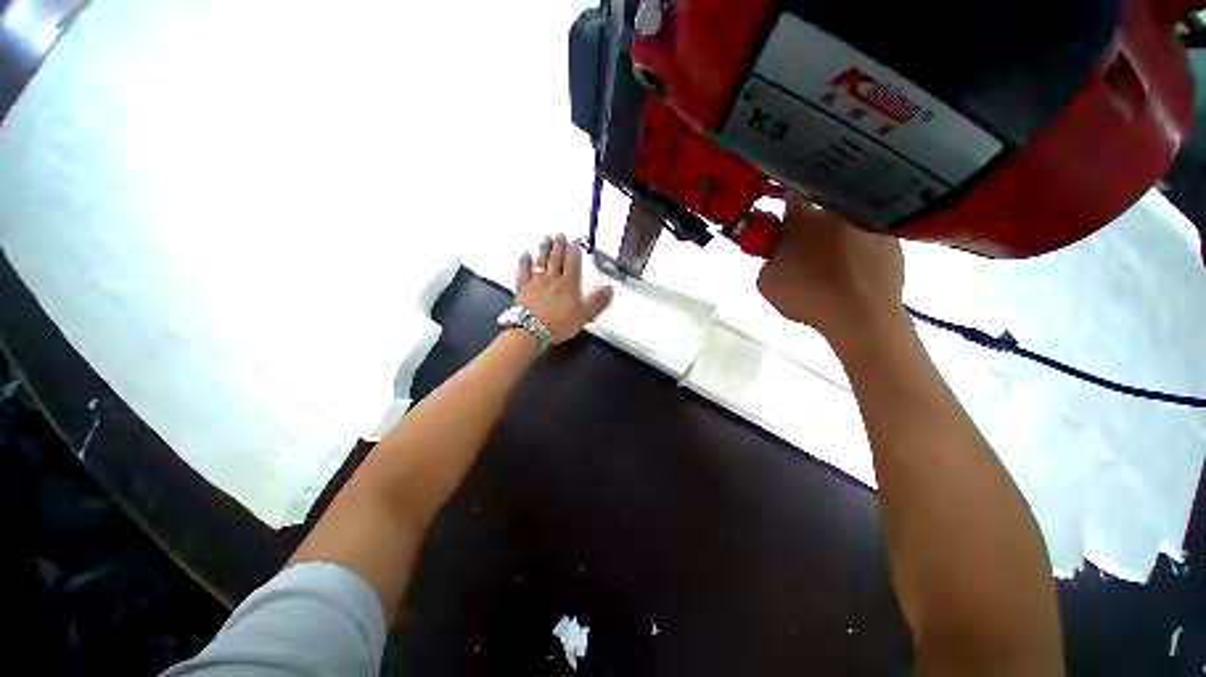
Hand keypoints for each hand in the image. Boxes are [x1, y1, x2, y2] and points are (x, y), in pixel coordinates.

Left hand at [514, 234, 613, 344]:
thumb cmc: (559, 323)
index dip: (574, 251)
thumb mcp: (584, 315)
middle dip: (559, 246)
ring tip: (546, 238)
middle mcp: (552, 279)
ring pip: (541, 262)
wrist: (532, 330)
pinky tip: (525, 255)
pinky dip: (524, 262)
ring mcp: (536, 282)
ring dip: (544, 249)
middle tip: (559, 234)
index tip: (575, 240)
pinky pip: (523, 271)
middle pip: (556, 259)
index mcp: (568, 284)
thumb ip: (597, 301)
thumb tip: (609, 288)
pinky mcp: (522, 288)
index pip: (573, 263)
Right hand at [757, 196, 906, 347]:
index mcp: (803, 218)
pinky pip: (868, 240)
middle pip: (819, 210)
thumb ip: (767, 260)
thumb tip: (778, 255)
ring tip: (831, 267)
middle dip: (809, 225)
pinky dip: (859, 251)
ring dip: (836, 237)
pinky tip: (853, 273)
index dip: (781, 202)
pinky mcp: (892, 242)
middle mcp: (838, 212)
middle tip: (802, 250)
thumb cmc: (806, 296)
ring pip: (845, 224)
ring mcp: (868, 225)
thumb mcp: (766, 282)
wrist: (860, 316)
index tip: (779, 217)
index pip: (788, 194)